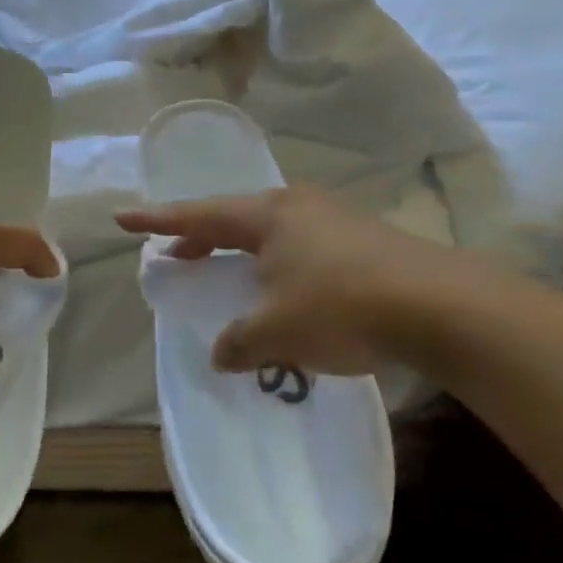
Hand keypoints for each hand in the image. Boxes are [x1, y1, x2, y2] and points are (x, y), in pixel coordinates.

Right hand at [116, 185, 477, 376]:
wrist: (440, 306)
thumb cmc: (340, 306)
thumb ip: (239, 342)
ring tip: (227, 274)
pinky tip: (283, 292)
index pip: (198, 215)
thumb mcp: (276, 331)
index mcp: (268, 215)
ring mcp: (334, 221)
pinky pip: (300, 249)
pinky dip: (276, 267)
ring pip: (270, 234)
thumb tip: (222, 354)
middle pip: (234, 218)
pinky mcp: (363, 243)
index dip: (156, 220)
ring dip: (241, 254)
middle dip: (201, 237)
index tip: (122, 217)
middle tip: (176, 254)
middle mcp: (298, 208)